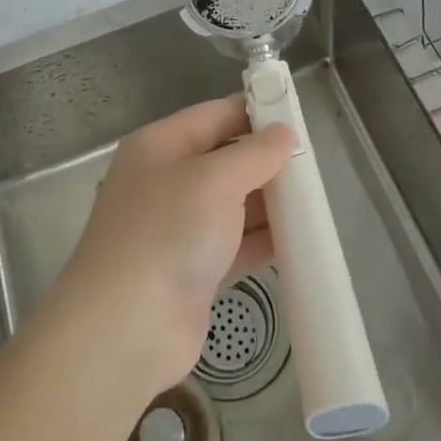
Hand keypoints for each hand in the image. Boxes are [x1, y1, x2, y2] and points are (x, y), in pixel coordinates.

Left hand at [46, 97, 293, 398]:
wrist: (126, 328)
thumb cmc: (168, 232)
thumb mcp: (215, 180)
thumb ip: (254, 154)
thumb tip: (283, 133)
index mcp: (160, 145)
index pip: (214, 115)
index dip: (254, 112)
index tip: (296, 118)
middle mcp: (166, 180)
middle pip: (224, 159)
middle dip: (265, 161)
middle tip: (313, 165)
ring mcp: (177, 227)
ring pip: (232, 203)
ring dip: (268, 203)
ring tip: (314, 201)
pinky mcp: (192, 270)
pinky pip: (234, 243)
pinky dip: (262, 241)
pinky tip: (298, 241)